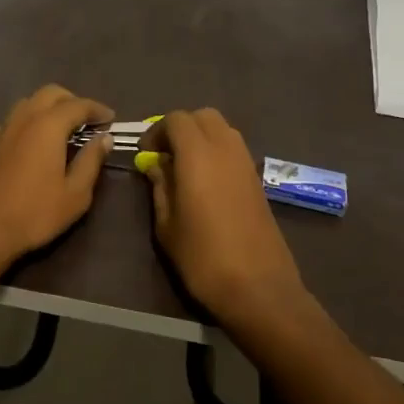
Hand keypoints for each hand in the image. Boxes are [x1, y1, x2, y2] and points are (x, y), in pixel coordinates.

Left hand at [0, 85, 114, 270]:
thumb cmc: (35, 213)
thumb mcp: (75, 193)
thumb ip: (91, 161)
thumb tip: (104, 138)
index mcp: (48, 126)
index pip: (78, 105)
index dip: (97, 109)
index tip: (111, 119)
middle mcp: (24, 119)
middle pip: (50, 93)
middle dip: (72, 101)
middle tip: (88, 121)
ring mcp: (4, 130)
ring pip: (29, 102)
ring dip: (49, 107)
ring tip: (64, 129)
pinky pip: (13, 120)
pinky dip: (29, 121)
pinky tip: (34, 141)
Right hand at [138, 109, 308, 329]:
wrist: (258, 287)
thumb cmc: (203, 257)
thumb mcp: (167, 225)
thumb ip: (160, 187)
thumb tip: (157, 165)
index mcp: (198, 156)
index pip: (176, 120)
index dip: (157, 131)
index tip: (146, 154)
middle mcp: (226, 150)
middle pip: (203, 116)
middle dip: (181, 127)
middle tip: (165, 154)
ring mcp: (246, 163)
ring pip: (223, 129)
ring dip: (201, 137)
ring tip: (184, 167)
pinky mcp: (257, 180)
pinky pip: (234, 149)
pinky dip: (217, 152)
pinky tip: (206, 182)